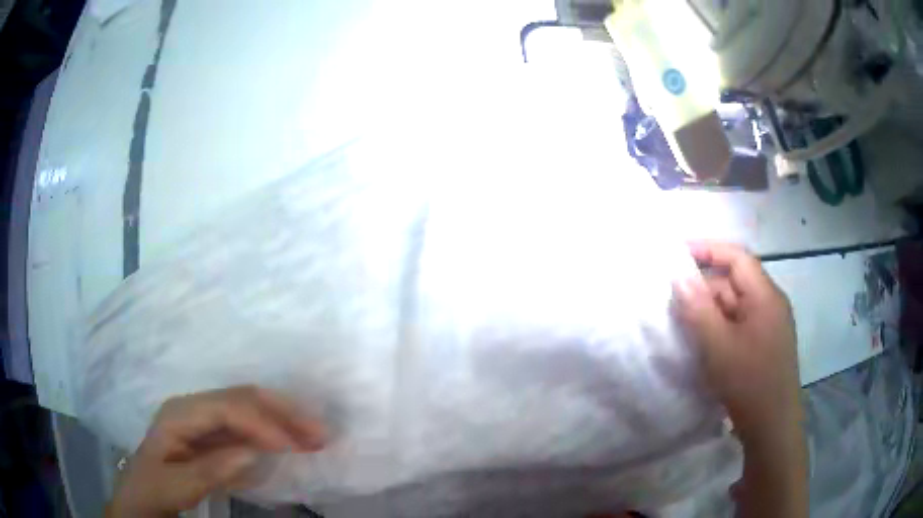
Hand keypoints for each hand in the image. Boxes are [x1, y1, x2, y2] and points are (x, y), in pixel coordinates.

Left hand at [107, 386, 325, 517]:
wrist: (141, 495)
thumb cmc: (154, 488)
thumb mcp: (177, 485)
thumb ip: (211, 469)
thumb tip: (254, 451)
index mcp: (180, 413)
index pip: (226, 407)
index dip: (261, 422)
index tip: (293, 445)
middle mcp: (193, 407)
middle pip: (241, 398)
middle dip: (282, 412)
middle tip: (319, 432)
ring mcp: (203, 419)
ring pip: (248, 408)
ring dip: (282, 420)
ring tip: (315, 435)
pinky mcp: (212, 434)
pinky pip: (247, 427)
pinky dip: (272, 433)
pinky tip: (291, 443)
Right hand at [672, 241, 800, 436]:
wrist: (772, 427)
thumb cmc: (749, 383)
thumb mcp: (719, 346)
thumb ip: (698, 309)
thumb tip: (679, 277)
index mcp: (765, 296)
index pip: (737, 258)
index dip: (708, 249)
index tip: (677, 253)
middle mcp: (770, 304)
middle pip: (735, 282)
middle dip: (704, 287)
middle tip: (672, 300)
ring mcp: (769, 326)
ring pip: (736, 306)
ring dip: (710, 311)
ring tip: (683, 325)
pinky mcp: (765, 345)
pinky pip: (739, 325)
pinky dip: (719, 328)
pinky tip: (703, 343)